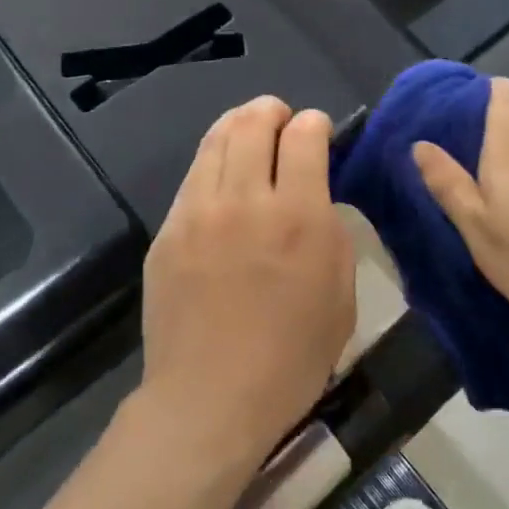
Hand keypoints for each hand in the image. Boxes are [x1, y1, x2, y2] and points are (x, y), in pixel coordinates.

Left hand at [138, 97, 355, 482]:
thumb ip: (330, 231)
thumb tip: (314, 197)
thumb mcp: (340, 295)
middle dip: (272, 111)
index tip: (316, 129)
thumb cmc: (291, 358)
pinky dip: (212, 160)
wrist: (209, 398)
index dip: (313, 123)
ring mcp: (198, 212)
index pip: (303, 136)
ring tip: (248, 128)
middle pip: (253, 123)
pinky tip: (220, 172)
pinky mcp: (168, 230)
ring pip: (215, 140)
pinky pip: (192, 177)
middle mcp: (245, 200)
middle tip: (280, 118)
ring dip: (237, 124)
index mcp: (298, 215)